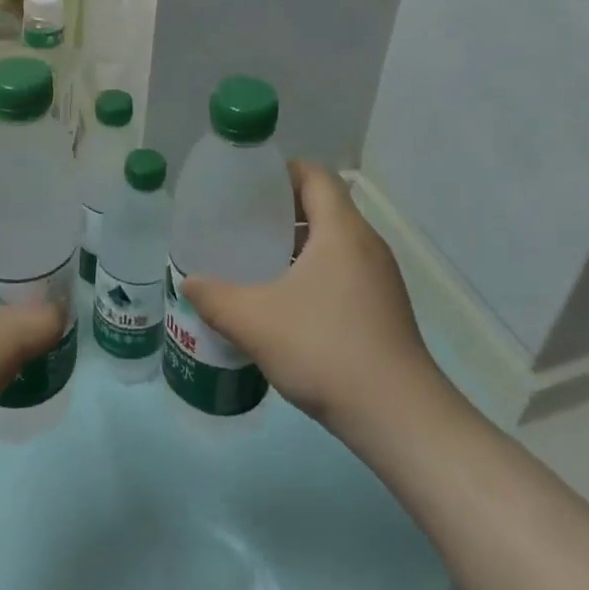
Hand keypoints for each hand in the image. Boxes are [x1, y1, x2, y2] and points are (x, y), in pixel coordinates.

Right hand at [182, 162, 452, 438]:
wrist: (399, 418)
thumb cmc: (326, 350)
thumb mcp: (256, 322)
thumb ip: (216, 299)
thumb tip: (189, 283)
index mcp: (342, 230)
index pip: (315, 175)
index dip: (282, 171)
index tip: (249, 184)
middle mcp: (366, 244)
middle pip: (325, 205)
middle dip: (284, 209)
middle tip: (244, 222)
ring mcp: (381, 278)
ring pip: (335, 241)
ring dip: (300, 242)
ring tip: (260, 259)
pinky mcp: (385, 307)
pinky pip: (345, 269)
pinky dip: (316, 269)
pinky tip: (289, 301)